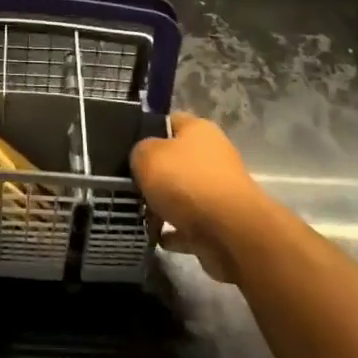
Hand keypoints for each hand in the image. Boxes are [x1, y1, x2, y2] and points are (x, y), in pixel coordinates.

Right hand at [131, 116, 266, 283]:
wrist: (231, 234)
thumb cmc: (187, 183)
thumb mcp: (147, 156)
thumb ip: (138, 152)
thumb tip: (142, 159)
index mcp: (199, 130)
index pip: (169, 121)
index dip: (146, 131)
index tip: (126, 148)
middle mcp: (212, 156)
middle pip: (174, 161)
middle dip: (152, 174)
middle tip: (127, 185)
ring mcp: (218, 192)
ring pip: (181, 195)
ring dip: (161, 205)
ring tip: (138, 214)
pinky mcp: (220, 224)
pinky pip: (189, 225)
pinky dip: (173, 232)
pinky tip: (156, 236)